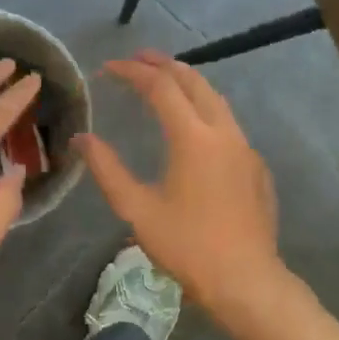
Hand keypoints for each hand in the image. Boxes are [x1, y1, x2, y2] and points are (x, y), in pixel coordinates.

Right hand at [75, 52, 283, 308]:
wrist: (247, 281)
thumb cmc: (188, 247)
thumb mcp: (137, 210)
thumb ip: (107, 169)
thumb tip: (82, 139)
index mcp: (193, 138)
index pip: (160, 87)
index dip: (132, 72)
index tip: (107, 68)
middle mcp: (224, 132)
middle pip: (194, 82)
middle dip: (164, 65)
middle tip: (138, 58)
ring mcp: (245, 148)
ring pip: (216, 100)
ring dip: (189, 83)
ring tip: (165, 81)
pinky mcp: (257, 167)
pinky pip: (229, 124)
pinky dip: (206, 110)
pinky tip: (194, 128)